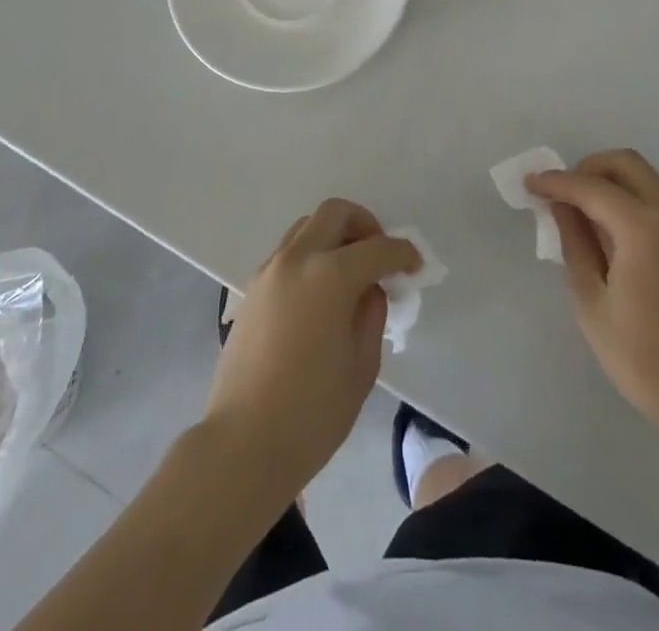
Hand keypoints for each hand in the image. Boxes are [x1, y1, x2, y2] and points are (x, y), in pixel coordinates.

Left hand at [203, 199, 419, 500]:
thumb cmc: (312, 413)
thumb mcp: (361, 365)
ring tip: (350, 272)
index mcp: (329, 275)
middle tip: (380, 255)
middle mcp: (297, 259)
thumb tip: (369, 289)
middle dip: (365, 225)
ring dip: (334, 236)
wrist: (243, 444)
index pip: (377, 248)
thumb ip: (371, 314)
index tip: (415, 266)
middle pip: (335, 213)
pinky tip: (321, 294)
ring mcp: (269, 271)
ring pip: (307, 227)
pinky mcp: (252, 289)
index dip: (403, 253)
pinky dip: (311, 256)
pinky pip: (288, 253)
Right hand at [528, 150, 658, 452]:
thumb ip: (575, 244)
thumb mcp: (592, 303)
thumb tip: (561, 207)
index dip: (556, 182)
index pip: (591, 188)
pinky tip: (608, 231)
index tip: (529, 183)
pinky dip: (628, 198)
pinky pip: (655, 198)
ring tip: (580, 213)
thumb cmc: (643, 357)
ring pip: (643, 177)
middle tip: (561, 194)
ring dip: (609, 181)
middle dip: (587, 168)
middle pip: (625, 163)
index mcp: (644, 229)